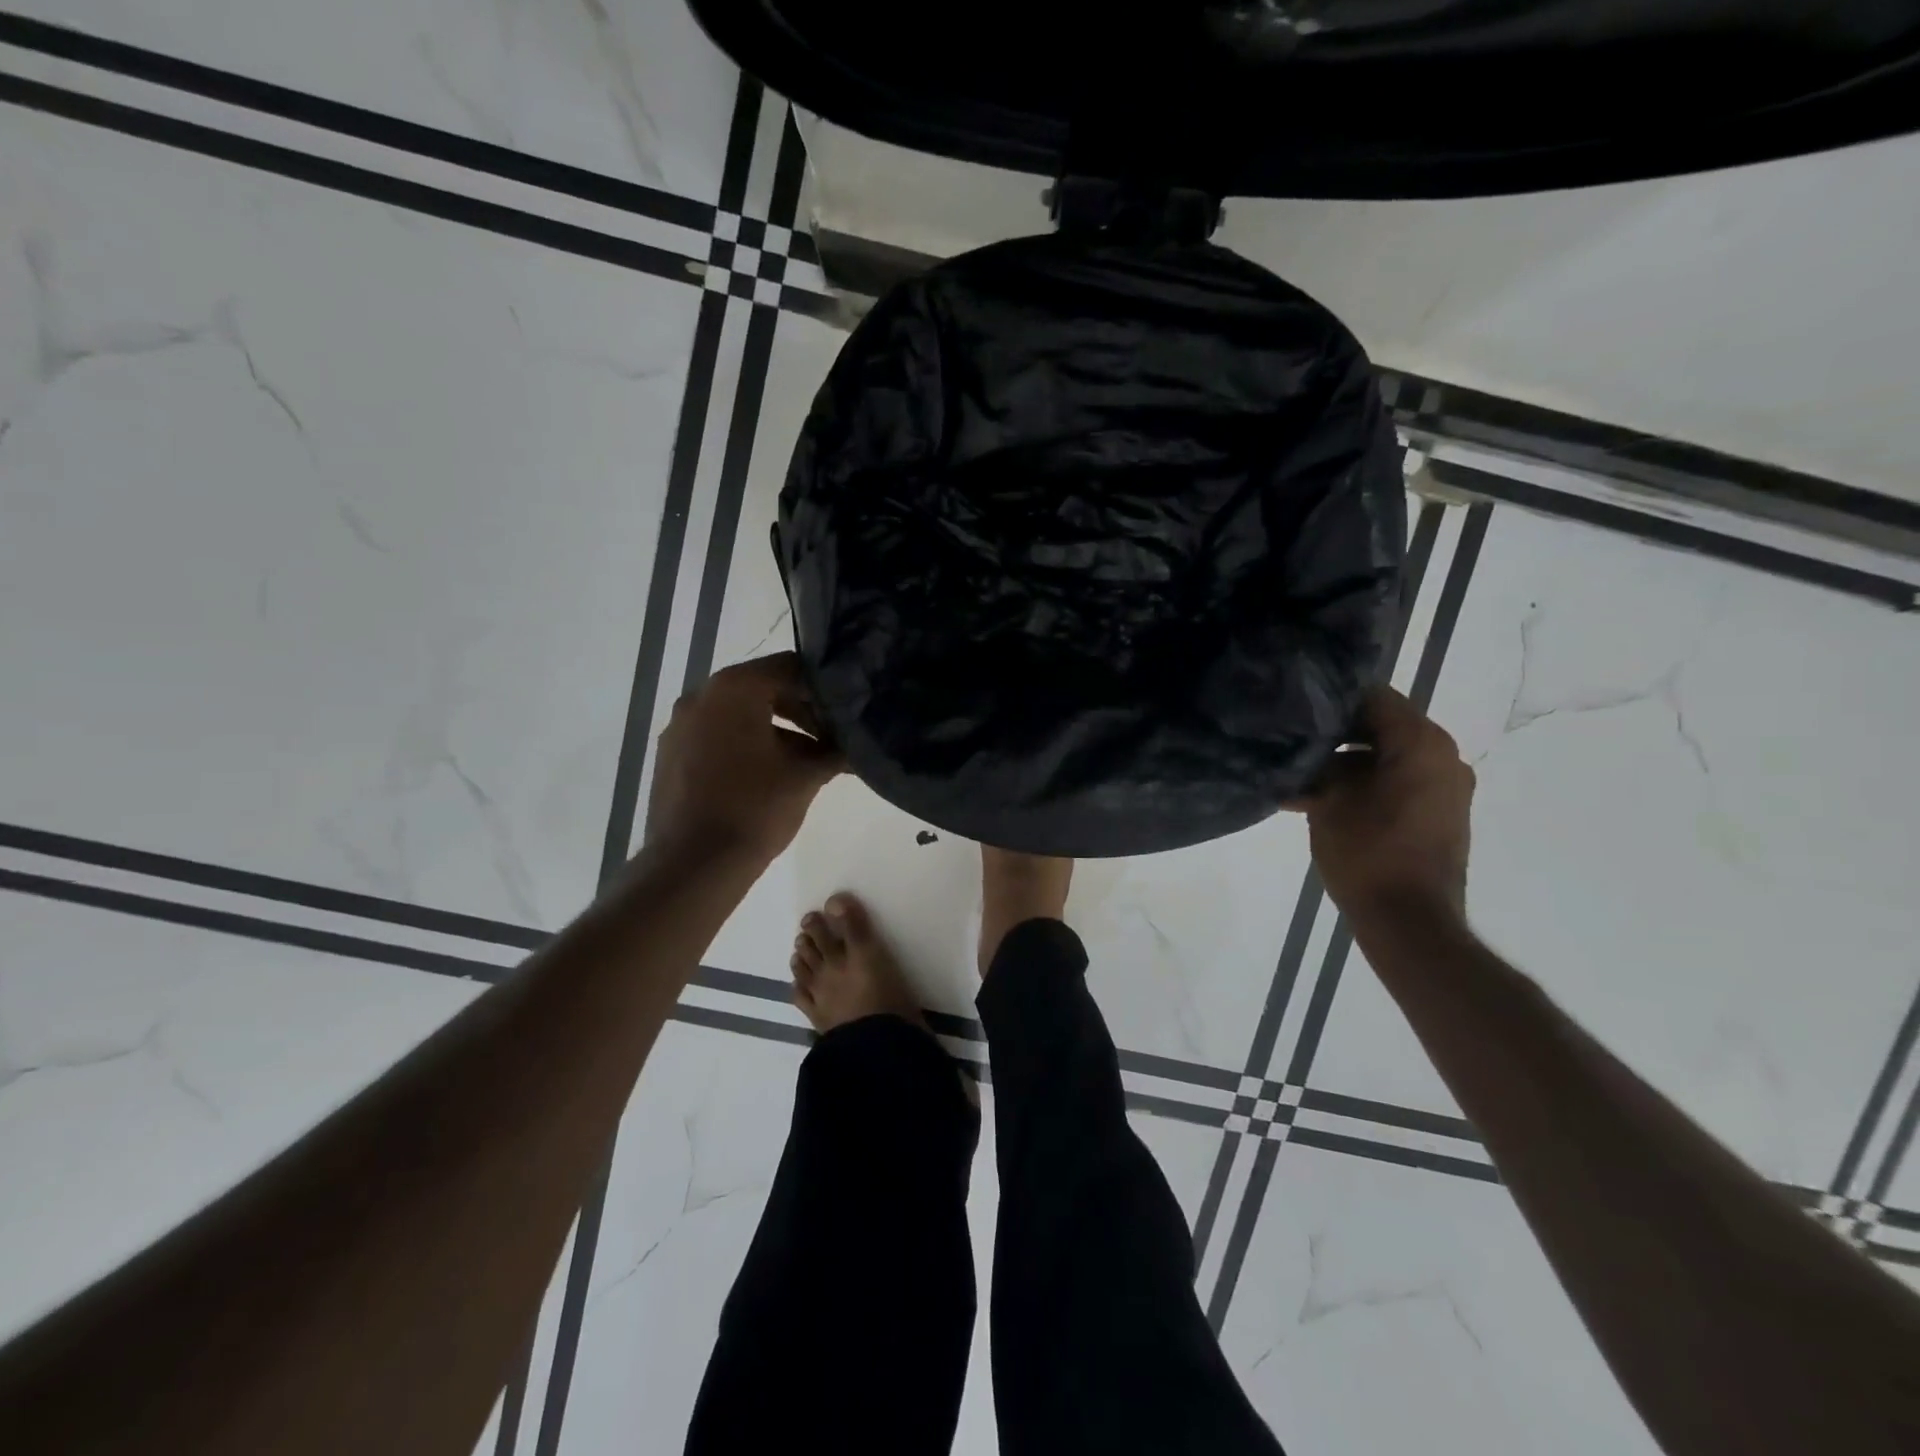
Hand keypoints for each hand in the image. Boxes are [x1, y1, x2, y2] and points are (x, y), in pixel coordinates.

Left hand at [644, 653, 843, 865]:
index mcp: (734, 688)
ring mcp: (680, 725)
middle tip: (831, 737)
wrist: (693, 864)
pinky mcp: (671, 754)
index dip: (823, 687)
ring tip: (805, 762)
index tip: (845, 712)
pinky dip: (745, 745)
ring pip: (739, 714)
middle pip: (763, 688)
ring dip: (775, 730)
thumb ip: (836, 750)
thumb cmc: (755, 809)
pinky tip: (768, 776)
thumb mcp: (807, 776)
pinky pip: (717, 735)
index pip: (790, 666)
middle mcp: (701, 695)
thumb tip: (856, 743)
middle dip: (801, 711)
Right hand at [1297, 686, 1473, 924]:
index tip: (1294, 707)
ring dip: (1344, 764)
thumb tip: (1303, 750)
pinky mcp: (1439, 814)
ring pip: (1385, 756)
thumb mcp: (1328, 801)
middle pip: (1381, 726)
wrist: (1409, 922)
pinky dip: (1363, 785)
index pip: (1374, 696)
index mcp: (1422, 743)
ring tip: (1298, 779)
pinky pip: (1397, 782)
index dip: (1330, 699)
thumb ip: (1318, 764)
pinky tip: (1320, 800)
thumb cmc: (1368, 853)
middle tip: (1289, 741)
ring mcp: (1445, 788)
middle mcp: (1443, 757)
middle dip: (1334, 734)